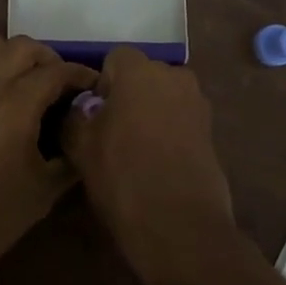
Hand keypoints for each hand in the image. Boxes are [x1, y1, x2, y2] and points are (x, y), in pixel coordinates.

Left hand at [0, 36, 95, 284]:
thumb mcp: (44, 191)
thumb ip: (70, 155)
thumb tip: (84, 131)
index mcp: (16, 106)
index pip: (57, 72)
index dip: (81, 74)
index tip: (93, 85)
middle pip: (24, 47)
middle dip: (48, 60)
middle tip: (59, 84)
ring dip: (13, 56)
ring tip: (22, 80)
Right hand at [60, 48, 238, 284]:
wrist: (180, 225)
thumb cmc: (123, 176)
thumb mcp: (80, 146)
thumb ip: (73, 116)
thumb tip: (79, 109)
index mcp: (140, 71)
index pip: (115, 59)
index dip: (101, 85)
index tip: (93, 117)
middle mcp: (174, 77)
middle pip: (143, 77)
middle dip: (128, 97)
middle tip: (112, 133)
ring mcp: (198, 104)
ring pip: (163, 99)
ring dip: (149, 114)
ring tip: (135, 151)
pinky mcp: (212, 132)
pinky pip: (180, 121)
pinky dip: (168, 134)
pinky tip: (157, 164)